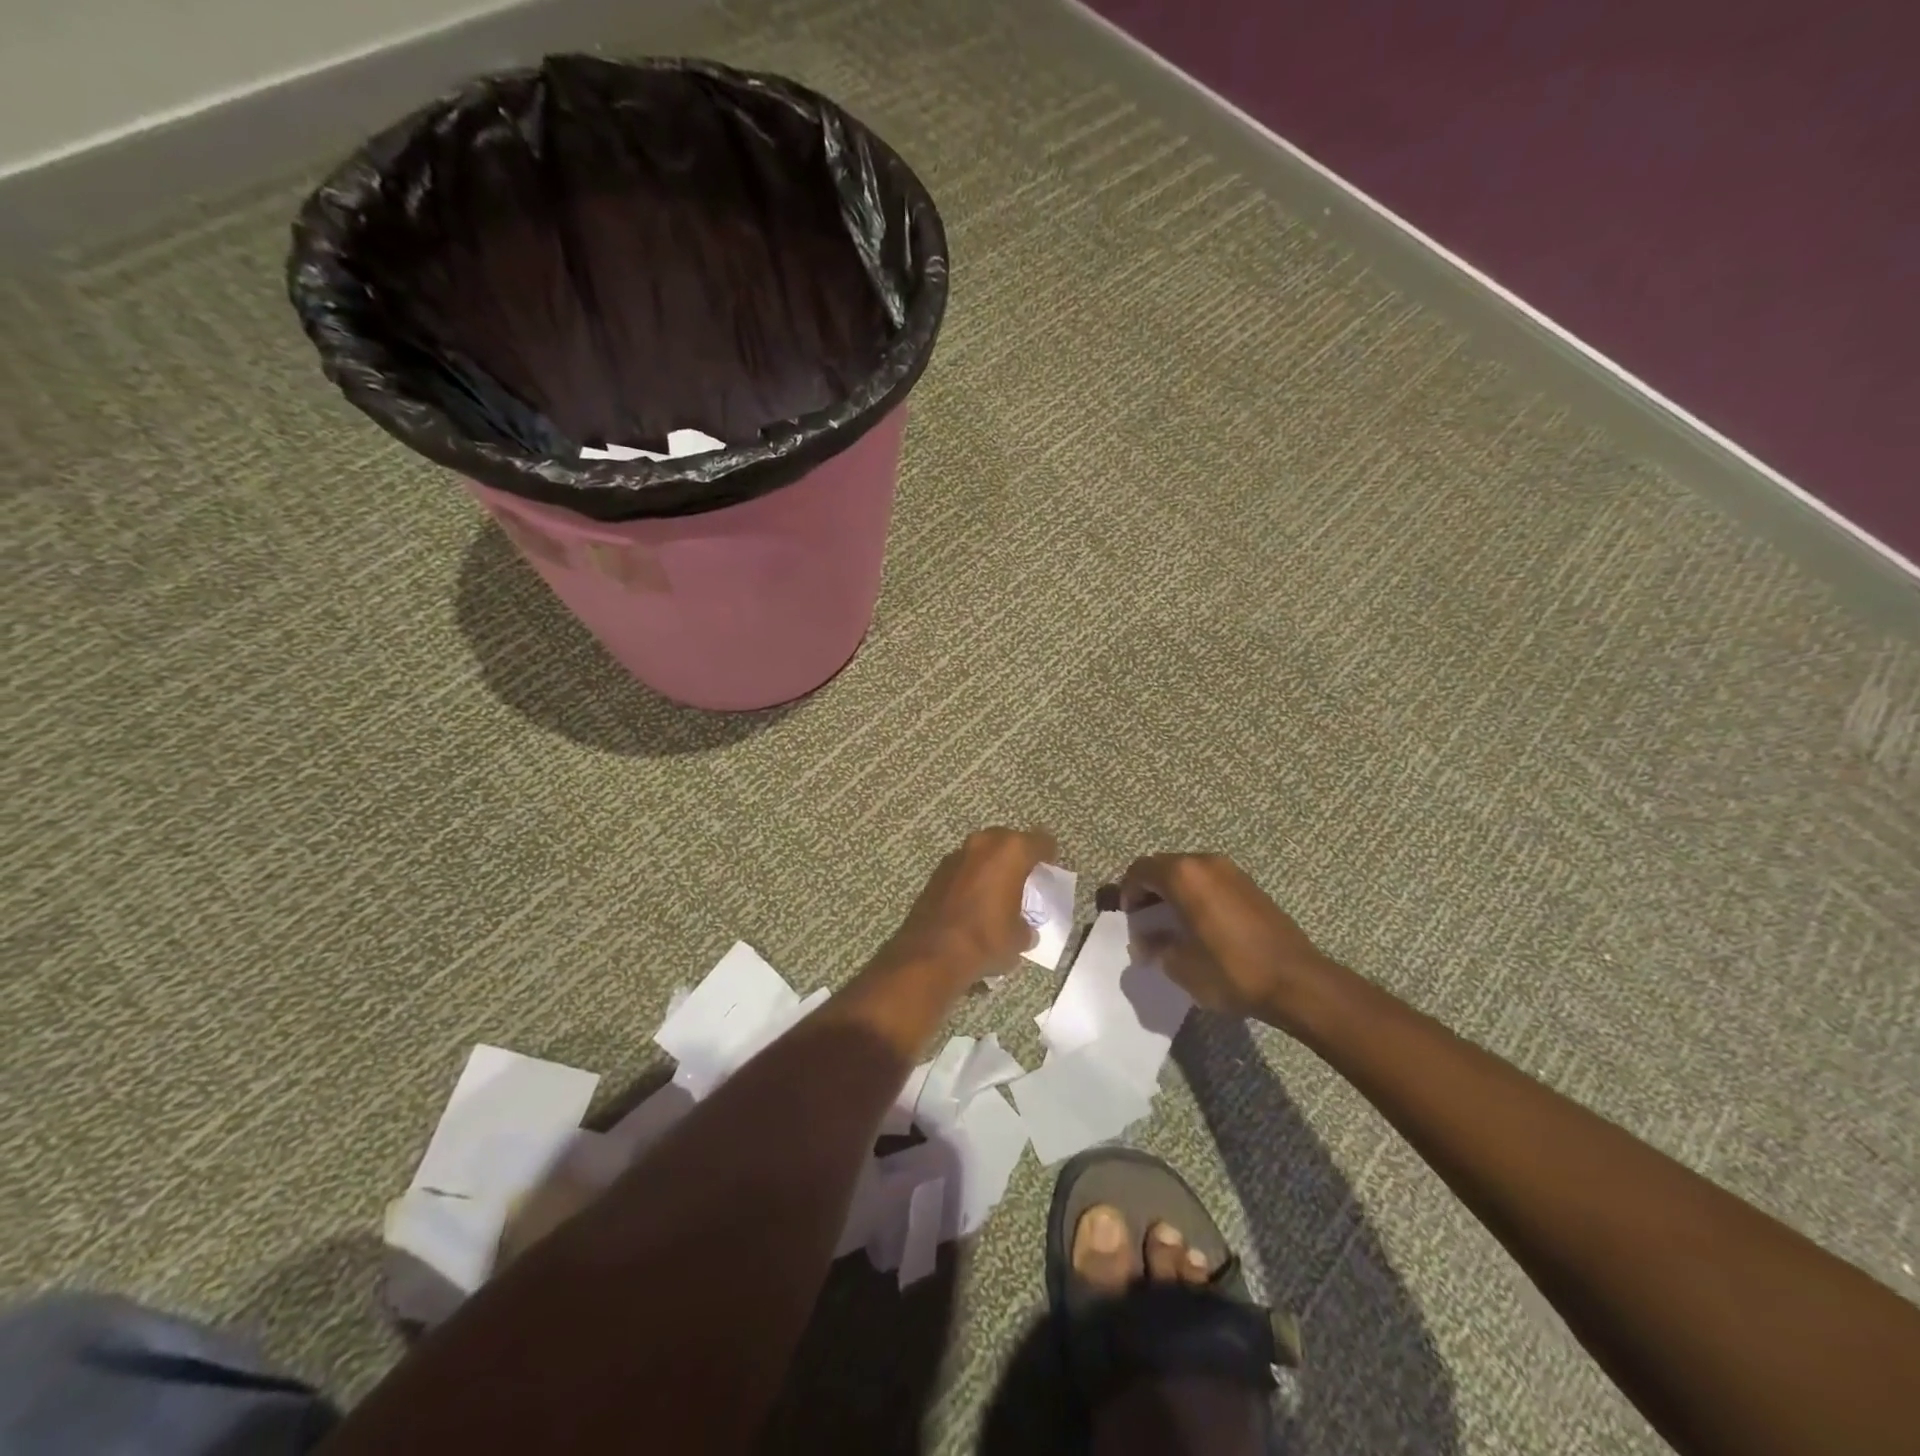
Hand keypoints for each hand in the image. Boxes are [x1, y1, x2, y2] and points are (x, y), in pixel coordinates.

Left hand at [885, 827, 1057, 984]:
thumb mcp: (1019, 938)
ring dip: (993, 865)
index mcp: (1012, 851)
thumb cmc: (986, 939)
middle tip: (1026, 876)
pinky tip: (976, 898)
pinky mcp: (938, 871)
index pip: (1041, 841)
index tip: (1051, 866)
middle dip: (1018, 855)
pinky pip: (966, 867)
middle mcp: (984, 843)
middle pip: (1009, 840)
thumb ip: (1026, 925)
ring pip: (984, 851)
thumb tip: (1023, 928)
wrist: (932, 952)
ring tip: (1001, 888)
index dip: (1049, 853)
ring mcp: (958, 854)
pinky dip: (974, 876)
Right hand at [1120, 852, 1338, 1028]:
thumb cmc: (1230, 970)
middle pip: (1163, 867)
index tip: (1129, 919)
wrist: (1296, 981)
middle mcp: (1205, 863)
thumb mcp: (1179, 966)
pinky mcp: (1250, 885)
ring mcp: (1231, 871)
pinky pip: (1210, 881)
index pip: (1139, 870)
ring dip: (1173, 892)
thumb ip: (1155, 947)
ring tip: (1172, 925)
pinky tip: (1200, 925)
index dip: (1127, 893)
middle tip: (1146, 922)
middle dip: (1149, 891)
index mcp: (1183, 875)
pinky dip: (1196, 895)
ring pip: (1188, 873)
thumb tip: (1147, 942)